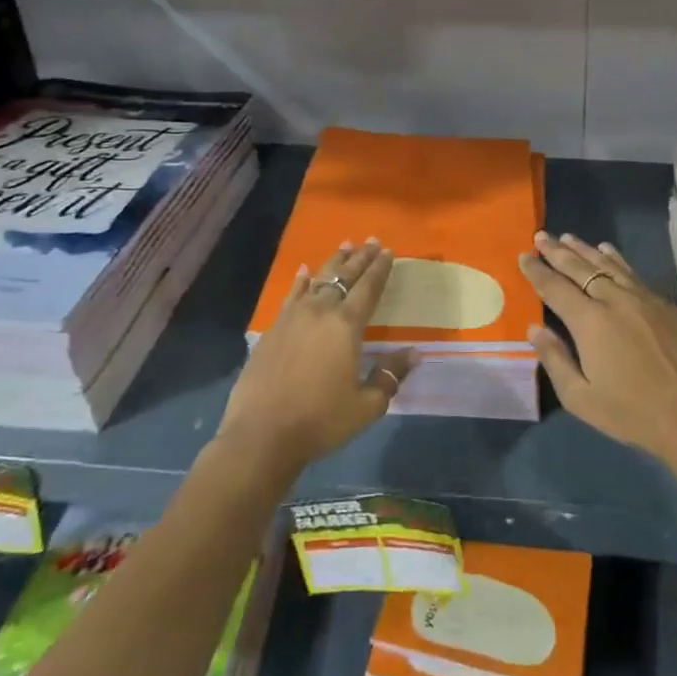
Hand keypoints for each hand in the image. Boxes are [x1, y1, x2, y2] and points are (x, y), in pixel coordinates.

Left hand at [217, 239, 416, 472]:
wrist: (261, 435)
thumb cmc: (320, 420)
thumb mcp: (366, 405)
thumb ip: (390, 375)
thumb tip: (414, 353)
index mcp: (346, 326)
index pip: (368, 288)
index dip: (380, 268)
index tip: (389, 251)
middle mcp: (321, 312)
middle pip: (344, 276)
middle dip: (360, 257)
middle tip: (372, 241)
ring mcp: (293, 318)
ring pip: (318, 280)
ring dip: (334, 262)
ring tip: (345, 245)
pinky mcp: (273, 330)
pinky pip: (291, 296)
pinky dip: (301, 281)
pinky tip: (304, 272)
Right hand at [518, 231, 676, 469]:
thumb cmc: (631, 412)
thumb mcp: (580, 397)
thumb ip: (555, 358)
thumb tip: (535, 327)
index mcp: (589, 321)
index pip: (555, 287)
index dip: (537, 270)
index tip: (524, 256)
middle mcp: (613, 300)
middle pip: (579, 267)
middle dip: (556, 251)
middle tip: (541, 236)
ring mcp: (641, 297)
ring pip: (607, 264)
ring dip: (584, 249)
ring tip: (568, 237)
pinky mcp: (662, 303)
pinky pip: (631, 271)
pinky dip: (615, 258)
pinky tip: (607, 251)